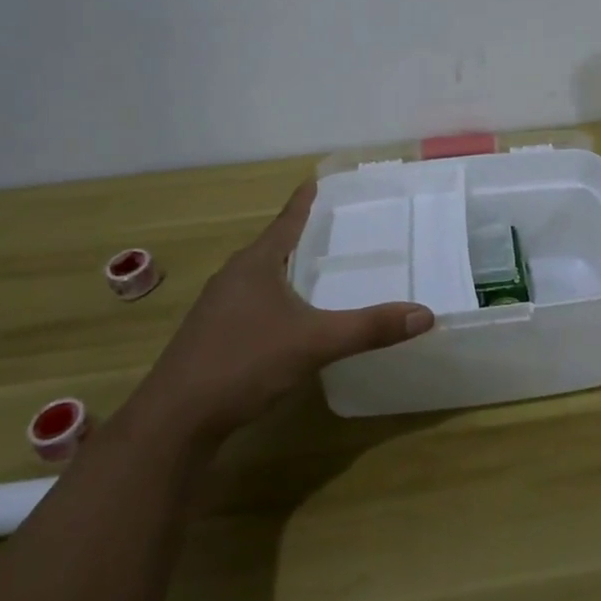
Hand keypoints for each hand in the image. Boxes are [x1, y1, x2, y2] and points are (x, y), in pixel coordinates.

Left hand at [129, 181, 432, 444]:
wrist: (174, 421)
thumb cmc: (243, 363)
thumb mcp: (314, 343)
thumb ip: (369, 328)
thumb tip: (425, 314)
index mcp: (255, 264)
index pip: (287, 220)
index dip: (305, 200)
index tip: (317, 179)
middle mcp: (233, 277)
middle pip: (273, 246)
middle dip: (301, 237)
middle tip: (335, 228)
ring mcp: (218, 309)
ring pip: (260, 278)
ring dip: (287, 271)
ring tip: (318, 272)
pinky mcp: (212, 337)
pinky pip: (252, 305)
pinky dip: (276, 300)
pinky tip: (290, 321)